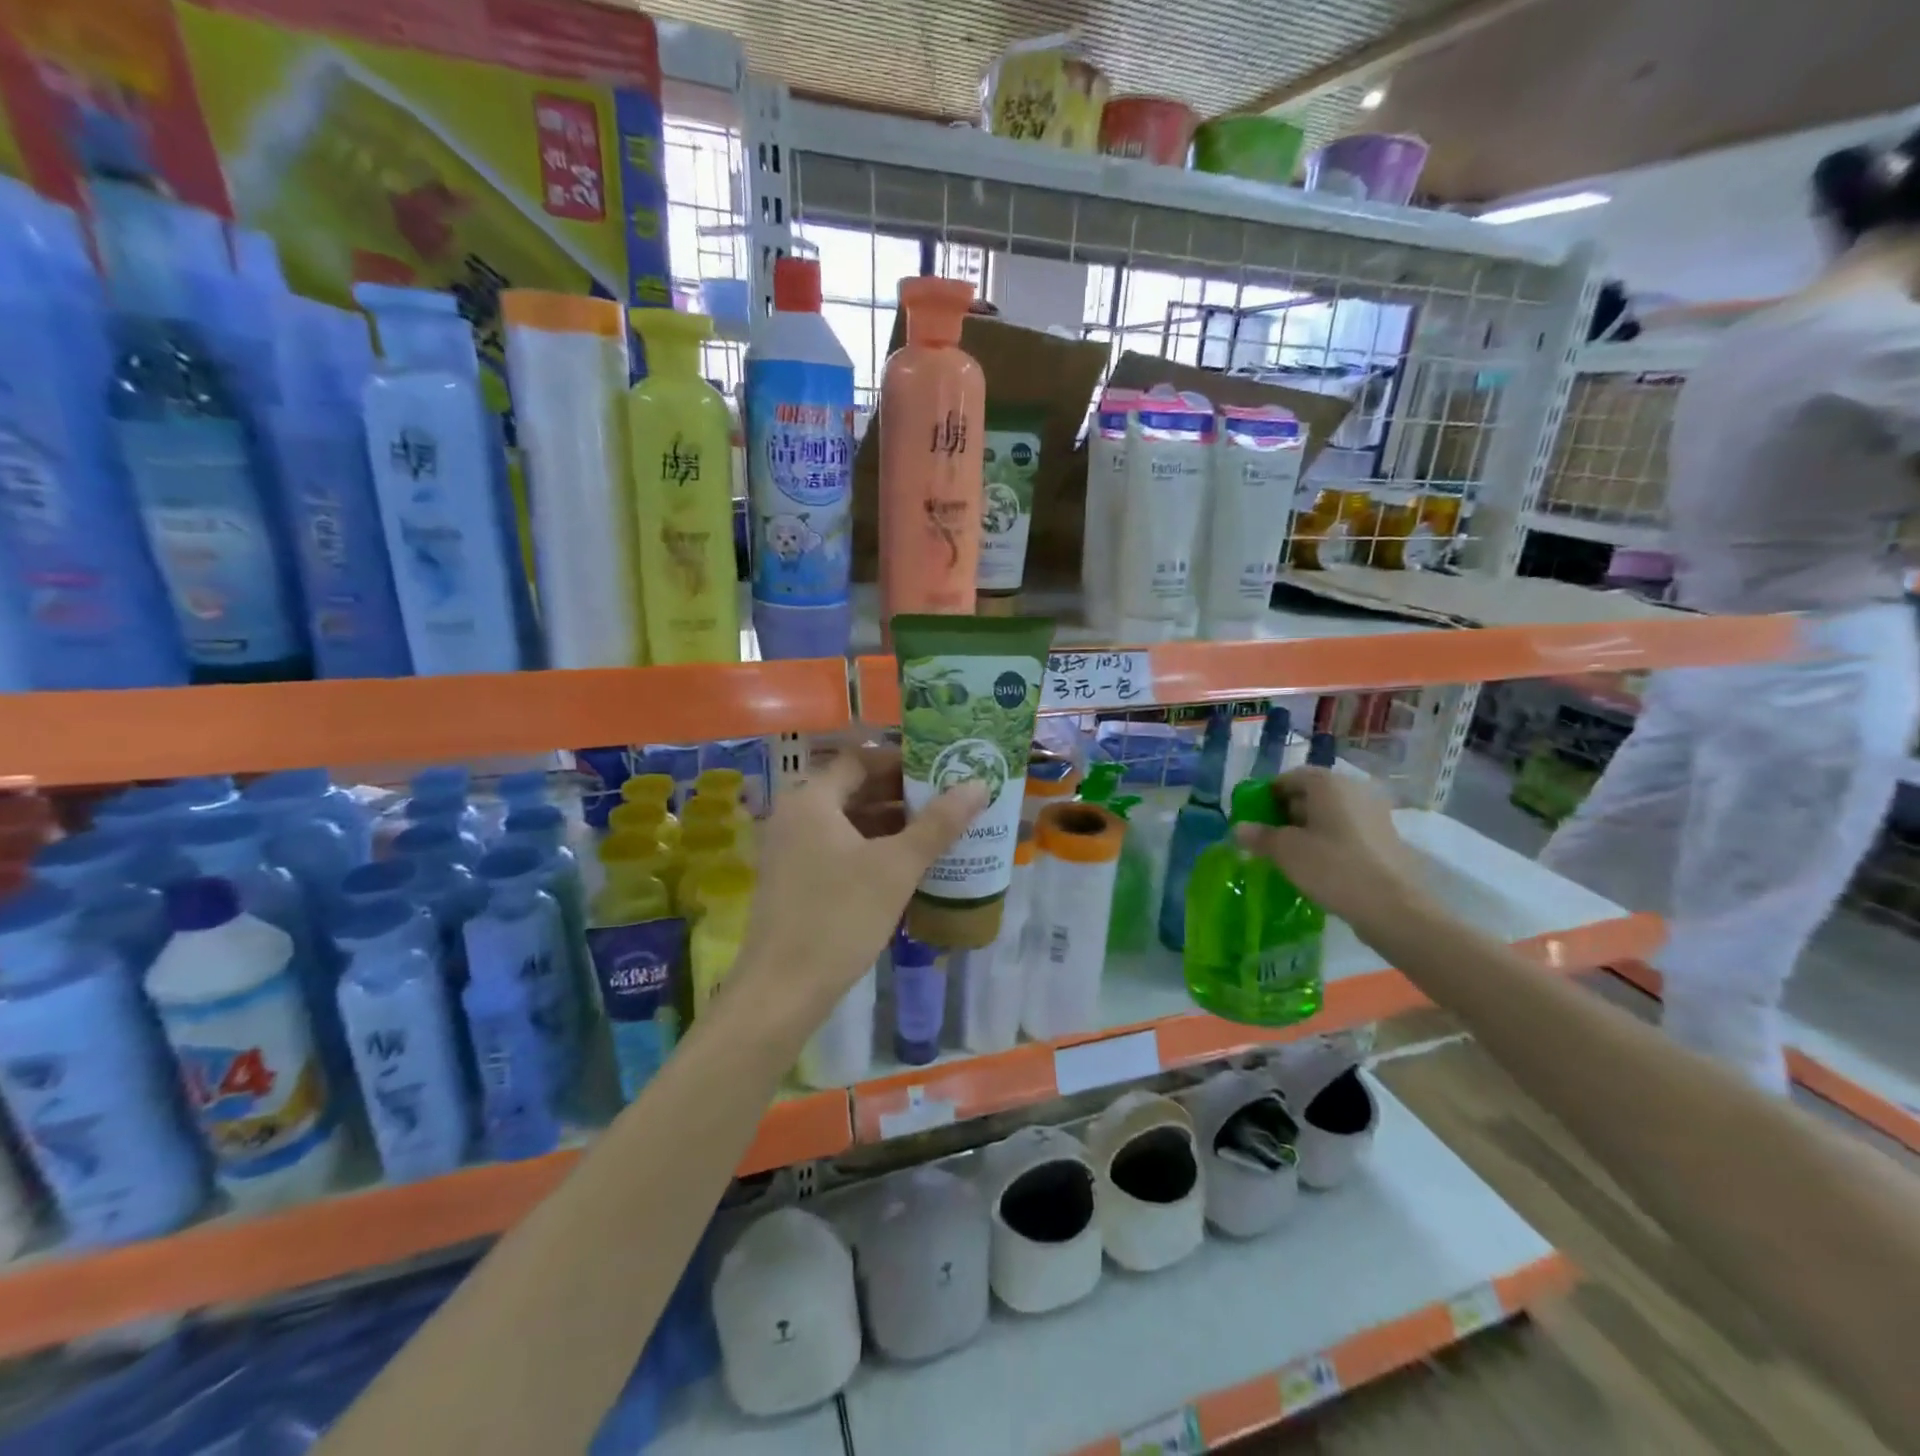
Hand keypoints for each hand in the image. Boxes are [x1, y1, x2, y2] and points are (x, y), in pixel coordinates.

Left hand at [734, 743, 986, 1017]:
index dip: (902, 761)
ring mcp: (790, 850)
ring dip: (889, 824)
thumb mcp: (896, 868)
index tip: (941, 769)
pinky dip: (871, 849)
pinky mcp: (794, 881)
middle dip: (901, 794)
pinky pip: (838, 849)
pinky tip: (905, 866)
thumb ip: (938, 824)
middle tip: (948, 799)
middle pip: (853, 789)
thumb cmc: (839, 917)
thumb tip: (978, 785)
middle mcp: (794, 816)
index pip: (860, 760)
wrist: (782, 991)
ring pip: (847, 823)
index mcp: (811, 800)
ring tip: (937, 831)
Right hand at [1231, 768, 1432, 929]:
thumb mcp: (1285, 851)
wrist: (1393, 907)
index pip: (1289, 778)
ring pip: (1329, 814)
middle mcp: (1354, 790)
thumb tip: (1239, 829)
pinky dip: (1328, 841)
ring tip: (1290, 856)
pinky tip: (1318, 866)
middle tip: (1268, 839)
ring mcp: (1374, 814)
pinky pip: (1346, 831)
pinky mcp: (1385, 838)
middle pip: (1310, 794)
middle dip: (1286, 813)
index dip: (1267, 796)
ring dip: (1307, 829)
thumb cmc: (1332, 867)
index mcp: (1328, 783)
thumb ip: (1259, 836)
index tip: (1253, 819)